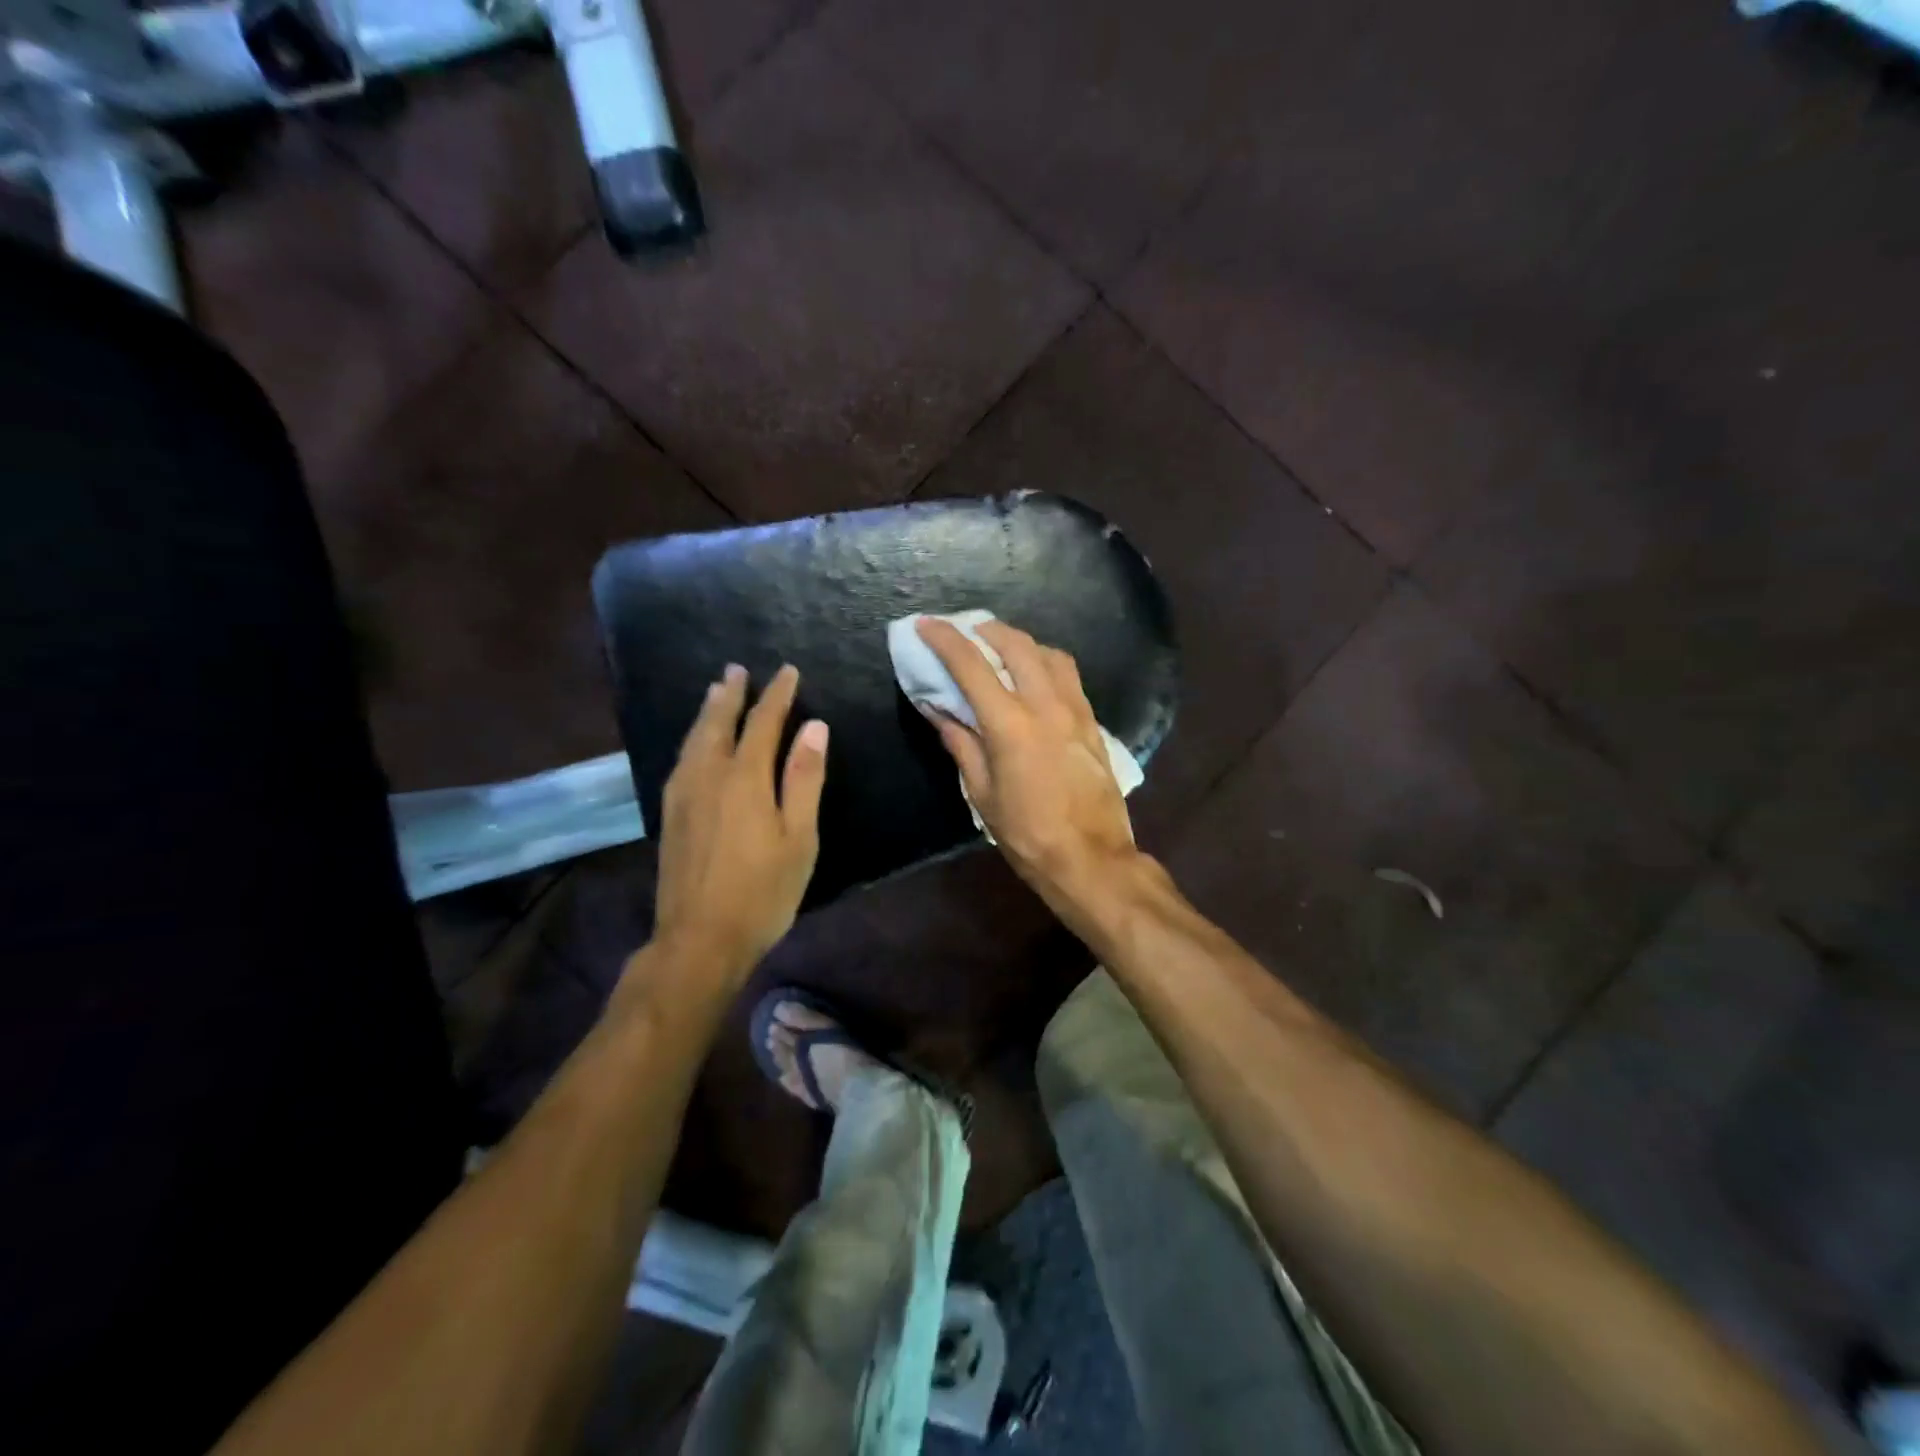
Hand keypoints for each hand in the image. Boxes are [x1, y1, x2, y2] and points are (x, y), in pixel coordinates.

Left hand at [652, 664, 827, 981]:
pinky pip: (681, 759)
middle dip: (731, 694)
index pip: (763, 722)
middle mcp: (708, 776)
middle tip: (737, 669)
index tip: (788, 671)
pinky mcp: (670, 815)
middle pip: (718, 722)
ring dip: (707, 711)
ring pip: (694, 739)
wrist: (699, 939)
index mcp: (745, 779)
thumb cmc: (763, 892)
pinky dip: (692, 738)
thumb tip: (815, 727)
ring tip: (715, 691)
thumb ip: (804, 779)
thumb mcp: (799, 838)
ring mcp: (683, 795)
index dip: (777, 694)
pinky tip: (694, 743)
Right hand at [916, 619, 1141, 916]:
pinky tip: (1034, 676)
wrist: (1091, 858)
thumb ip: (961, 744)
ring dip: (1020, 642)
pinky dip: (1045, 662)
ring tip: (1000, 649)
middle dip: (986, 630)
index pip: (971, 666)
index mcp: (1011, 724)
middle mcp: (1046, 705)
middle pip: (1016, 644)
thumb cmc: (1027, 833)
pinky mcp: (1093, 723)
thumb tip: (938, 709)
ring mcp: (1075, 710)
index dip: (945, 640)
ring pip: (1049, 654)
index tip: (925, 623)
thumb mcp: (982, 793)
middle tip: (965, 633)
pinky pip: (1068, 675)